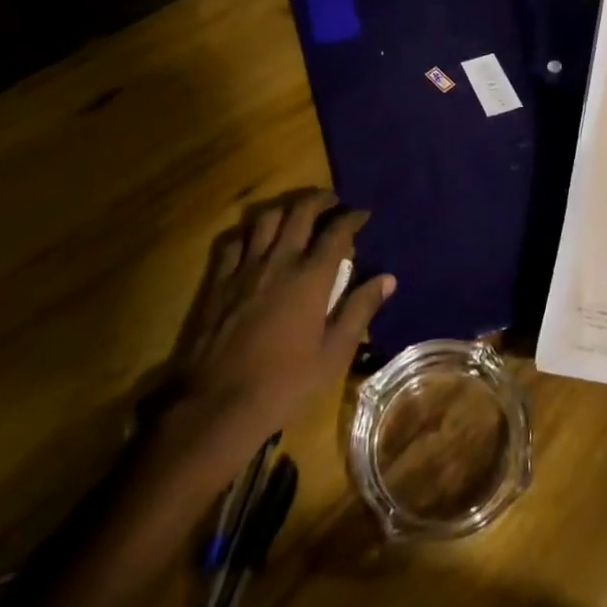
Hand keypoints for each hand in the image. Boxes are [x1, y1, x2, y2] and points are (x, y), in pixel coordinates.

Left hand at [154, 189, 393, 475]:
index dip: (353, 218)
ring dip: (286, 209)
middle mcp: (279, 261)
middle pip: (300, 212)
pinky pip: (234, 241)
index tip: (363, 214)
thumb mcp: (334, 354)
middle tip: (332, 202)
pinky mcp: (219, 281)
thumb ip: (360, 310)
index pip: (337, 232)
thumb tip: (387, 278)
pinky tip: (255, 241)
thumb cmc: (285, 383)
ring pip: (266, 219)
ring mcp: (245, 268)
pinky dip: (250, 233)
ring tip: (295, 215)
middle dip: (320, 200)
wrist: (218, 406)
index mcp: (311, 277)